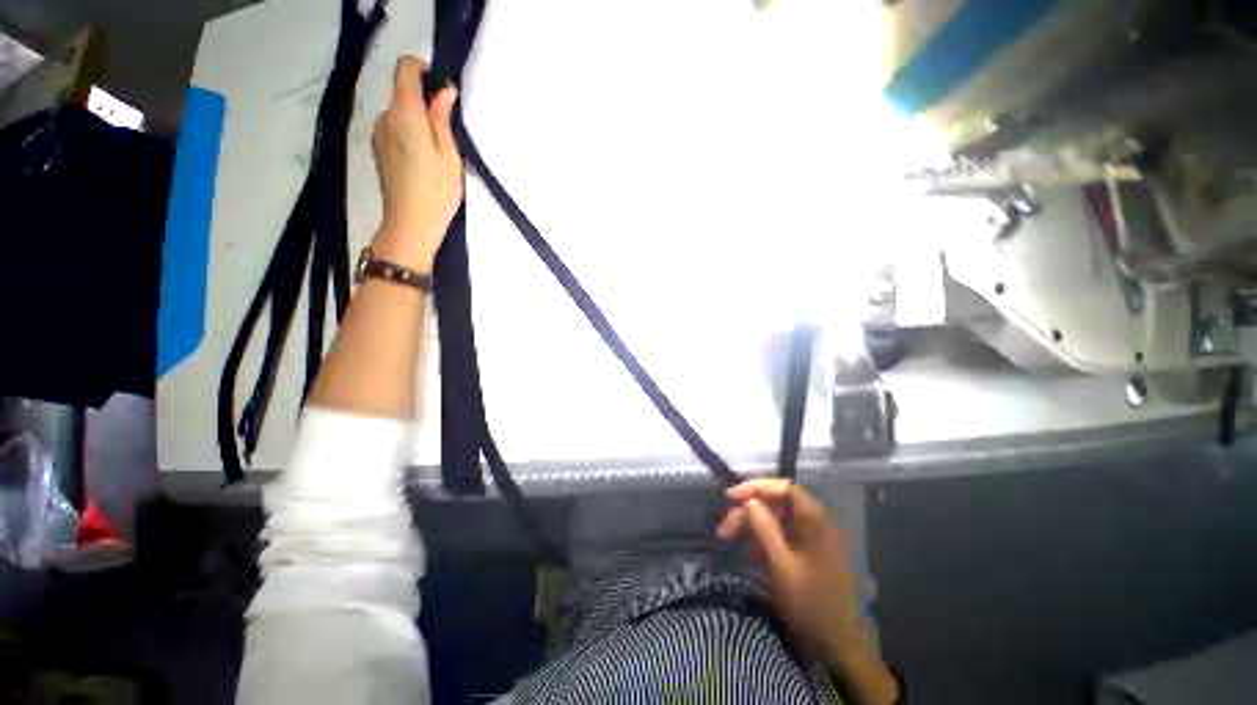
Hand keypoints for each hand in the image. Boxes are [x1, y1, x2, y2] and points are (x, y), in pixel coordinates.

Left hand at [371, 55, 462, 271]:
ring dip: (419, 123)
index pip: (405, 68)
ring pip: (400, 113)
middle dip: (426, 105)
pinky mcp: (378, 149)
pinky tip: (422, 163)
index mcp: (405, 114)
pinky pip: (395, 129)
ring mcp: (378, 133)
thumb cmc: (436, 191)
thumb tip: (444, 90)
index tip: (442, 92)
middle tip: (448, 136)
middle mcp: (385, 117)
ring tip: (437, 155)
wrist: (410, 224)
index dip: (424, 71)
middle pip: (404, 92)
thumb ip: (442, 118)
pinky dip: (410, 135)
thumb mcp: (449, 155)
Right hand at [717, 479, 860, 662]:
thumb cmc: (810, 603)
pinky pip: (780, 536)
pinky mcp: (806, 553)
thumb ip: (764, 528)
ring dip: (752, 527)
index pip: (784, 488)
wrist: (838, 645)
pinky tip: (752, 555)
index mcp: (815, 521)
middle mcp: (814, 523)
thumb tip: (748, 501)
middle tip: (724, 529)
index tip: (730, 497)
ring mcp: (811, 538)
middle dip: (748, 513)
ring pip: (775, 520)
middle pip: (776, 504)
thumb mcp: (781, 565)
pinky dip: (763, 541)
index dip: (755, 487)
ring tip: (734, 543)